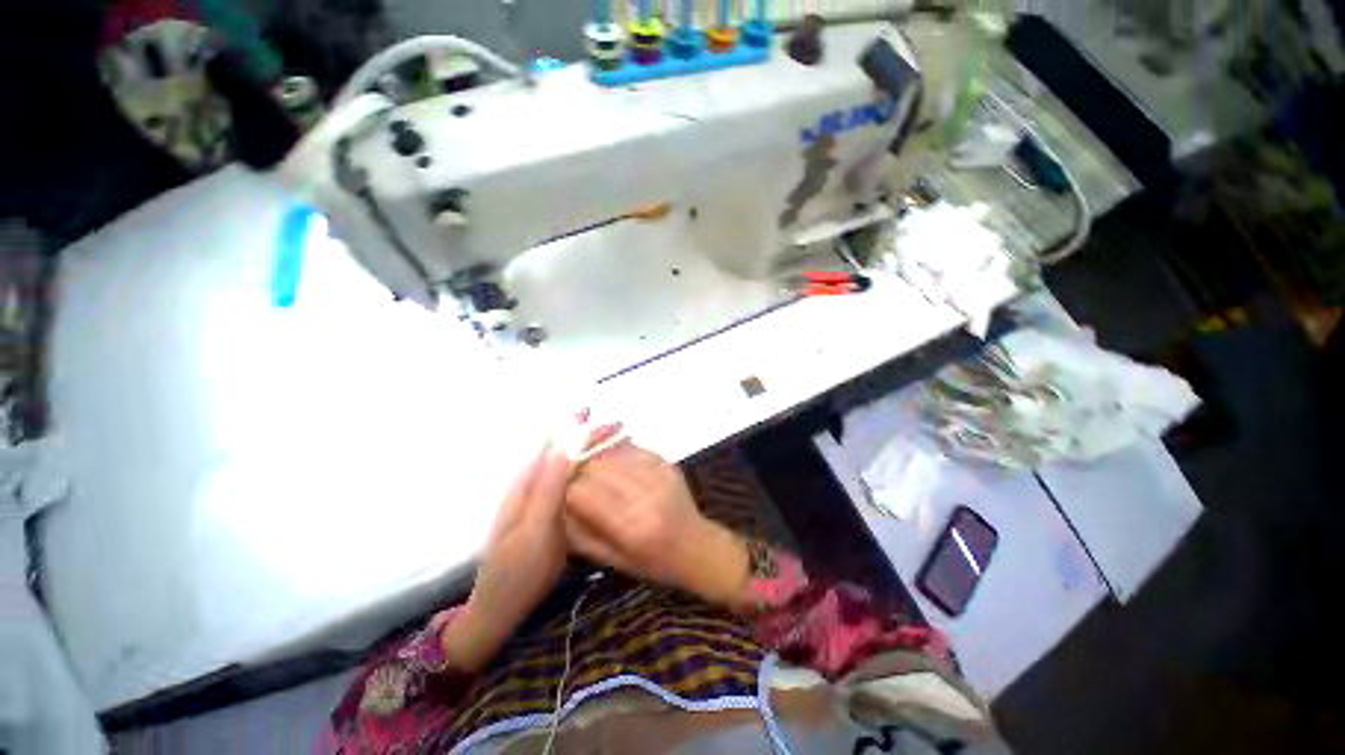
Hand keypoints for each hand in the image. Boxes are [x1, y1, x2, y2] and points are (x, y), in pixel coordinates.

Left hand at [444, 418, 621, 671]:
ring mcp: (544, 498)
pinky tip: (605, 471)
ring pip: (570, 464)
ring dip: (592, 450)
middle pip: (565, 450)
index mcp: (527, 483)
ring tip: (619, 442)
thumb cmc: (515, 571)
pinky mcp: (553, 512)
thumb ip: (548, 488)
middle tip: (622, 429)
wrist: (501, 607)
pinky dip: (590, 470)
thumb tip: (565, 446)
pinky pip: (573, 482)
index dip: (583, 430)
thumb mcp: (533, 531)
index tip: (611, 423)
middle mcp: (535, 483)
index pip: (558, 445)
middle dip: (591, 435)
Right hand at [564, 442, 749, 607]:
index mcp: (630, 527)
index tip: (562, 492)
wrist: (697, 546)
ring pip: (613, 452)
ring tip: (592, 469)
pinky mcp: (667, 463)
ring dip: (596, 457)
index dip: (566, 489)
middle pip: (596, 466)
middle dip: (579, 470)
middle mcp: (644, 495)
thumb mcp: (612, 560)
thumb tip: (556, 504)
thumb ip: (580, 534)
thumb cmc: (653, 562)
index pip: (582, 492)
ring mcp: (658, 475)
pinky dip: (617, 453)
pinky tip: (614, 463)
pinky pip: (632, 448)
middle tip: (574, 477)